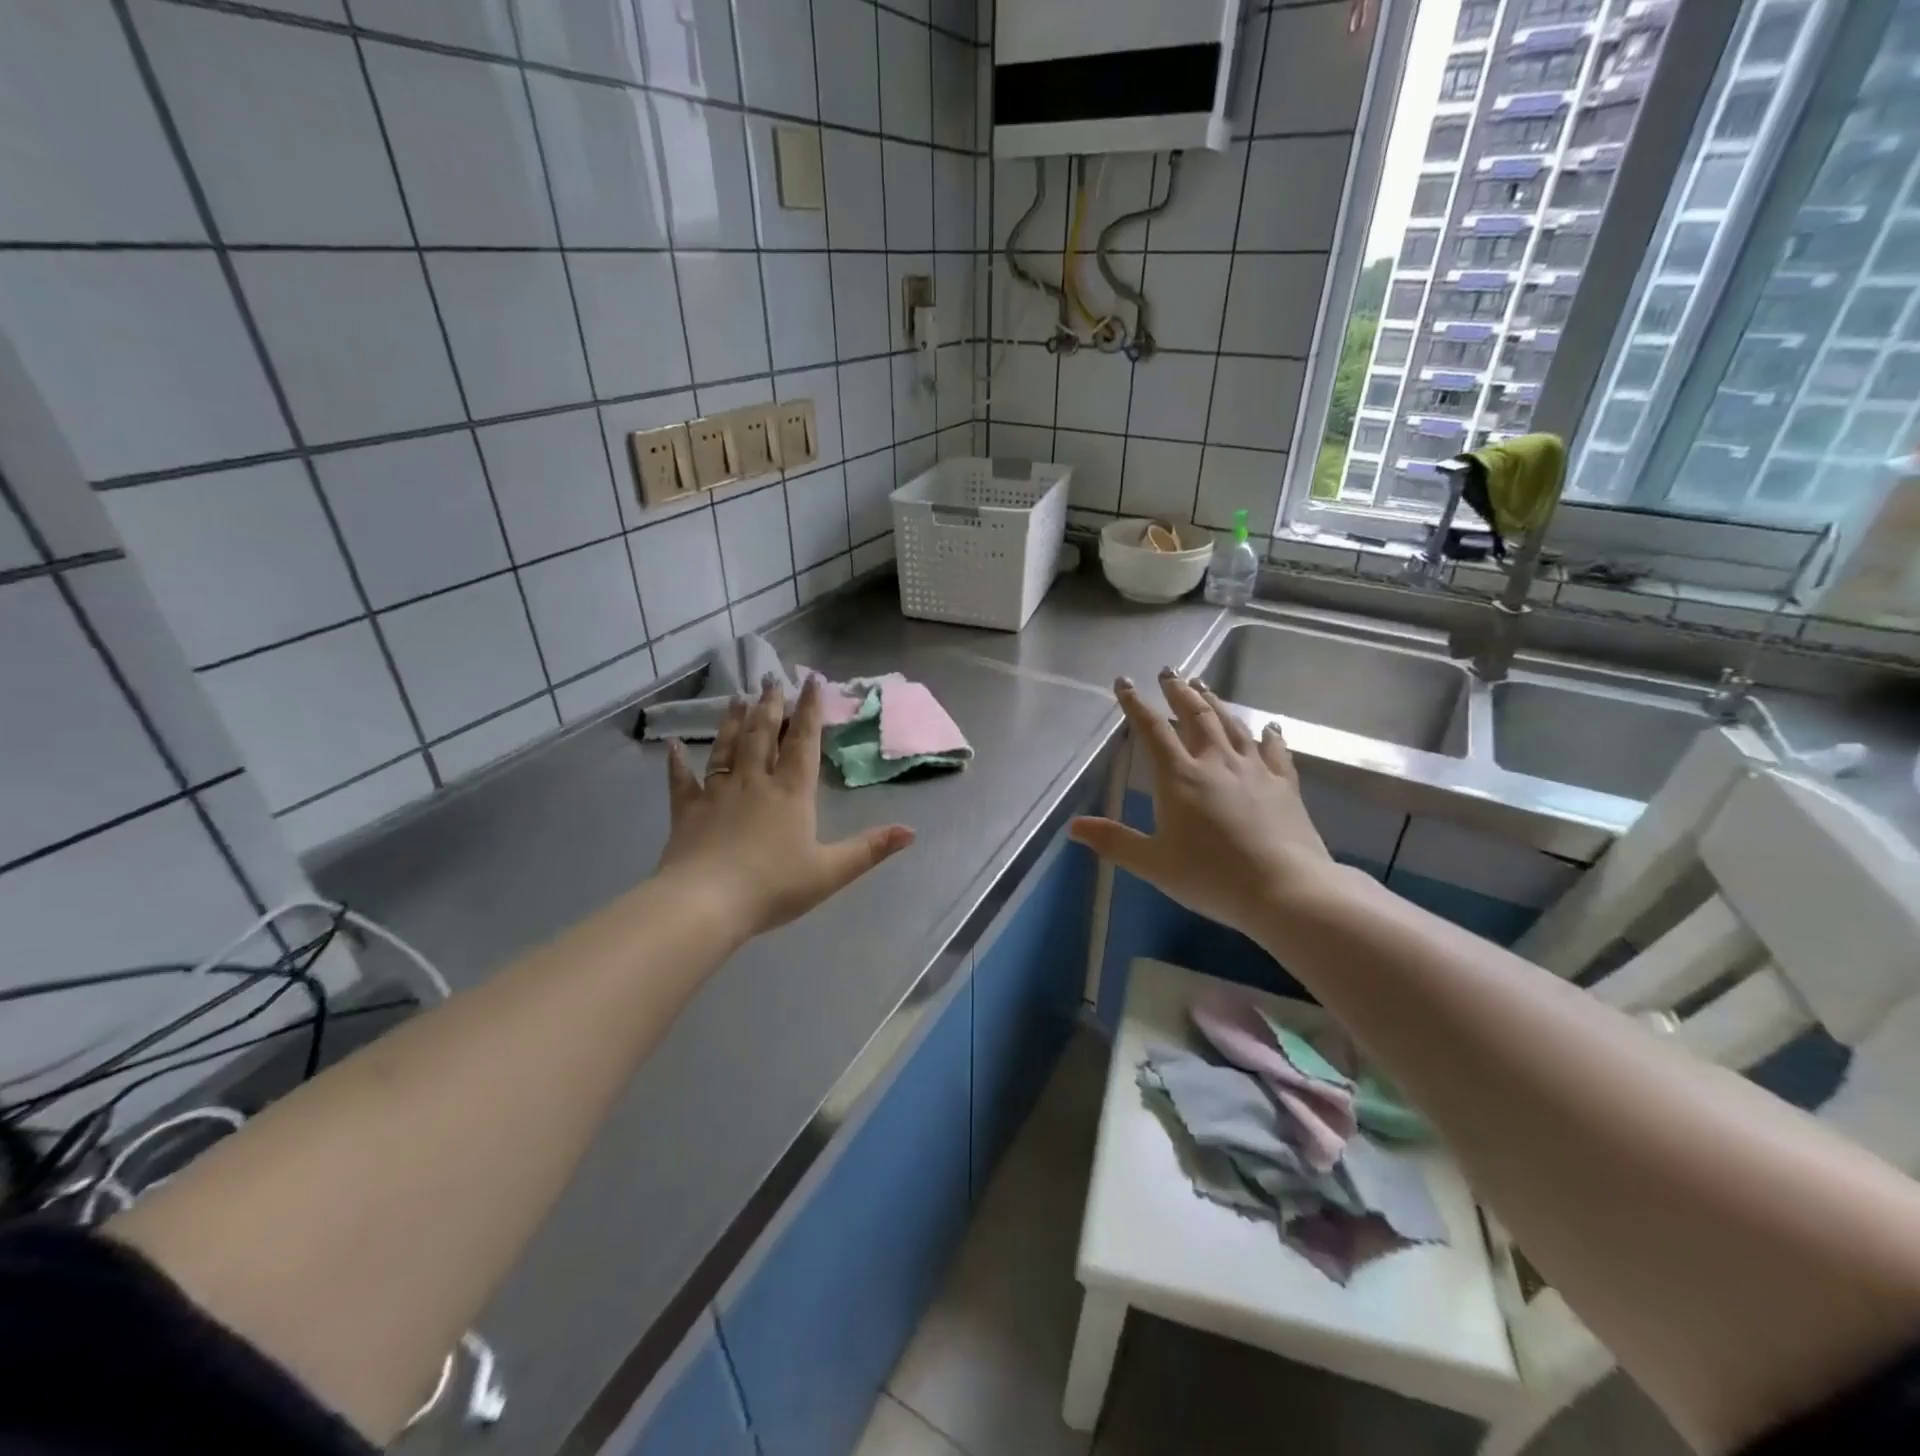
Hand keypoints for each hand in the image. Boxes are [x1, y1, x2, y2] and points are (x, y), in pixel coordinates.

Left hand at [657, 676, 915, 942]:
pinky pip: (683, 781)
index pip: (803, 742)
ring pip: (727, 748)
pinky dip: (678, 762)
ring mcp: (717, 793)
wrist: (706, 903)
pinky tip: (674, 745)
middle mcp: (755, 782)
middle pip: (763, 735)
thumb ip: (870, 848)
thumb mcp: (830, 871)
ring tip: (737, 697)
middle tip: (771, 679)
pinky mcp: (688, 811)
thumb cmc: (773, 887)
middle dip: (770, 706)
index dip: (810, 710)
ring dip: (733, 722)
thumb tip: (912, 831)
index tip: (812, 681)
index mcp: (791, 793)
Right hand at [1068, 670, 1337, 938]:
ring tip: (1203, 685)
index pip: (1152, 730)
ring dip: (1215, 702)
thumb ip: (1114, 841)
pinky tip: (1268, 726)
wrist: (1285, 890)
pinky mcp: (1285, 783)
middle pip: (1195, 716)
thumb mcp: (1154, 863)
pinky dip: (1268, 734)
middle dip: (1178, 692)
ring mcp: (1254, 769)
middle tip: (1169, 672)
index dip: (1136, 705)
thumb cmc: (1212, 877)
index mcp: (1180, 777)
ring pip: (1232, 724)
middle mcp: (1216, 762)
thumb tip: (1073, 826)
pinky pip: (1275, 750)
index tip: (1125, 683)